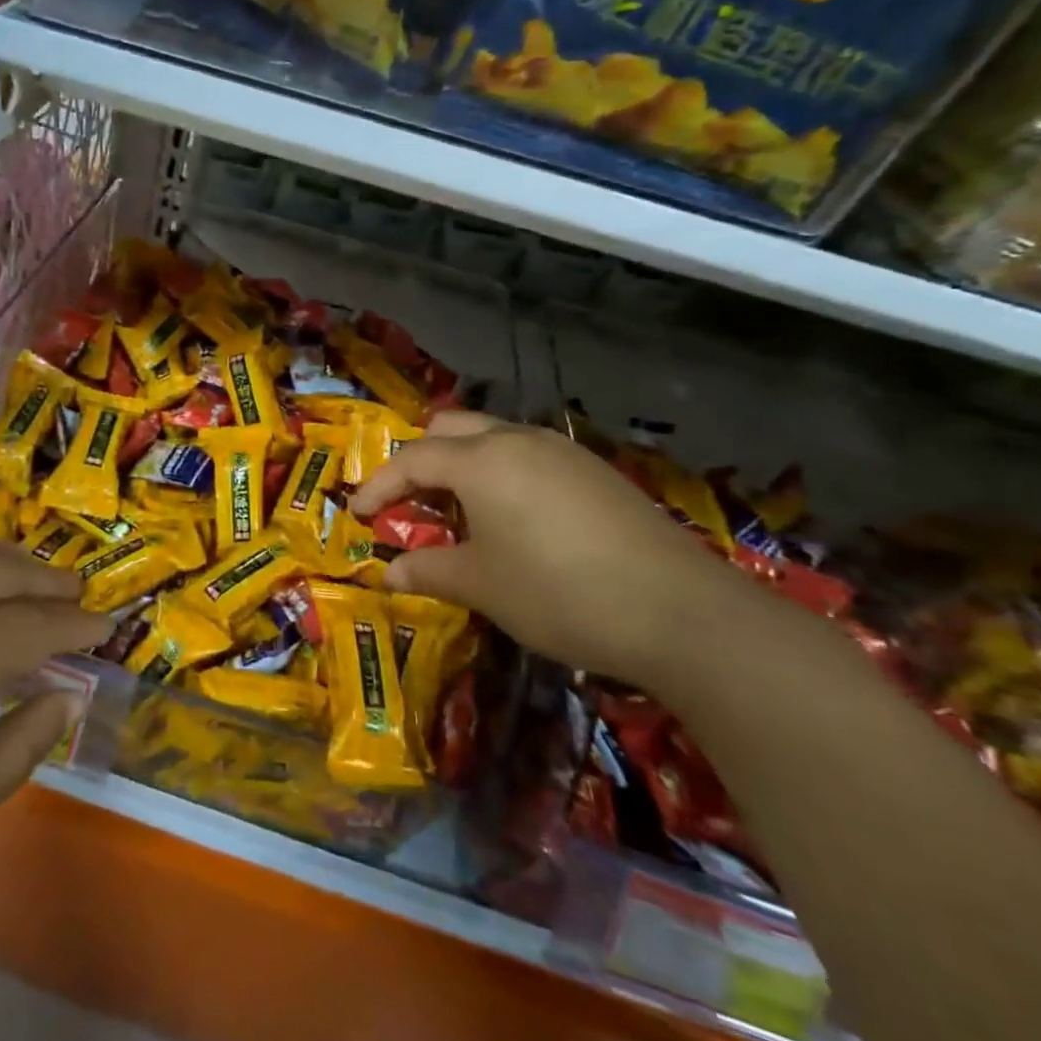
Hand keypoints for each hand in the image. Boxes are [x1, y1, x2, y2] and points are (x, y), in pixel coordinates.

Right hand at [351, 411, 753, 687]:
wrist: (681, 612)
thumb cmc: (558, 594)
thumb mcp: (482, 586)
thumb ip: (429, 570)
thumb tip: (389, 572)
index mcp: (480, 460)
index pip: (411, 459)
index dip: (379, 485)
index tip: (358, 513)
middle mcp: (518, 440)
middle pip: (450, 428)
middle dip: (420, 459)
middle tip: (408, 501)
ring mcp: (562, 452)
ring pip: (493, 437)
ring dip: (463, 464)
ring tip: (458, 510)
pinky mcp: (595, 472)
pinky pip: (529, 456)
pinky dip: (501, 474)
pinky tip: (513, 517)